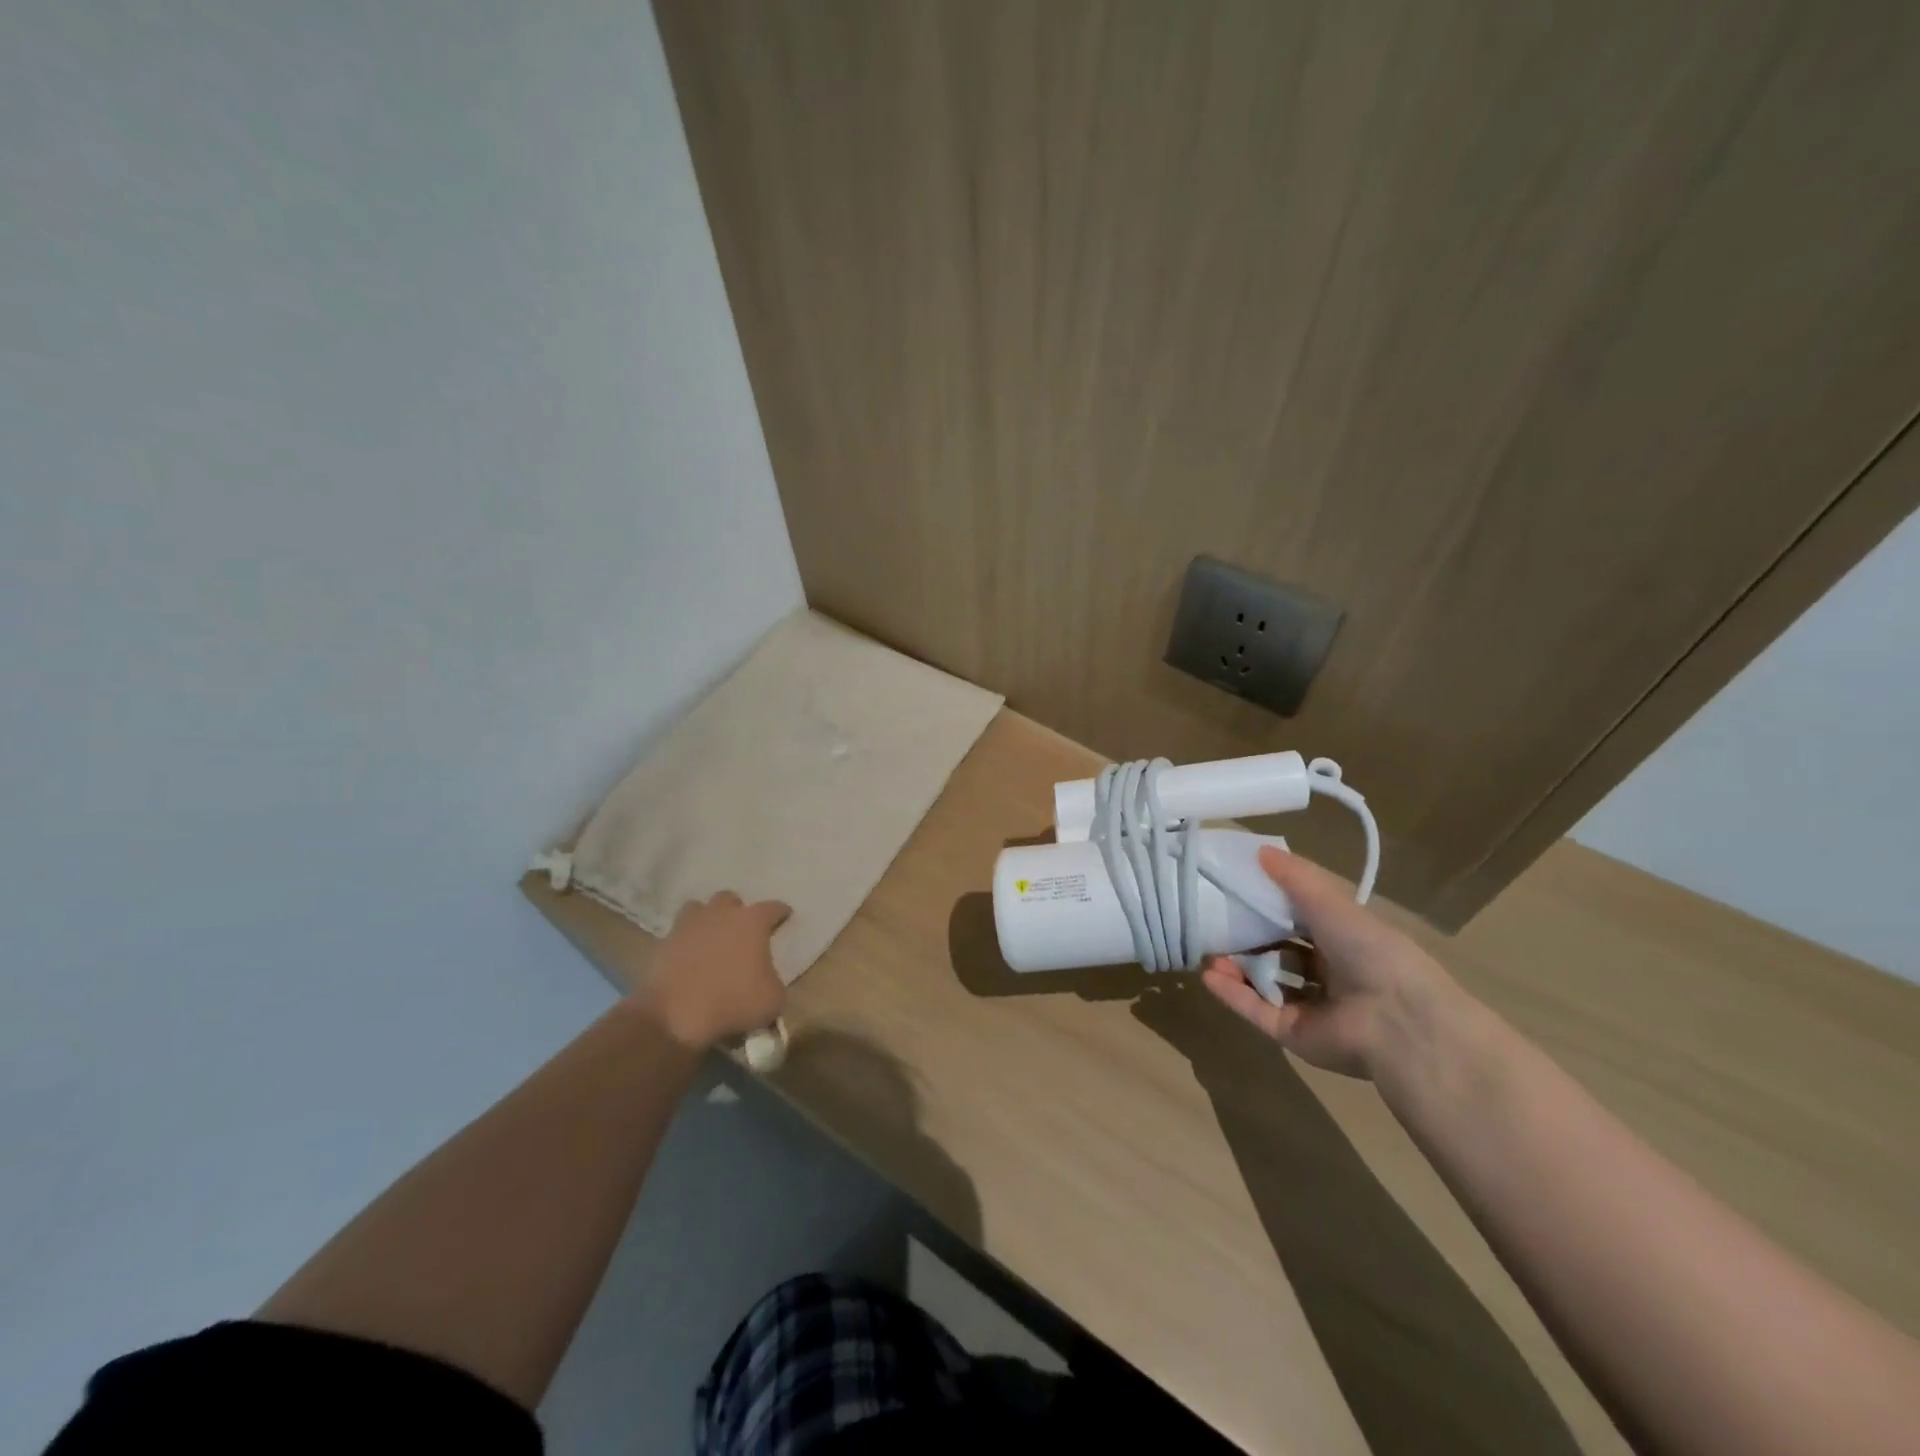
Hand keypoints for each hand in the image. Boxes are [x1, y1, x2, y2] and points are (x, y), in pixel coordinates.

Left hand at [637, 891, 790, 1050]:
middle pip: (730, 899)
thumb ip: (775, 980)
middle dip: (737, 911)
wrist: (675, 1016)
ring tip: (711, 936)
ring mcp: (688, 925)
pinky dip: (686, 941)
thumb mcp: (773, 999)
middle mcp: (720, 914)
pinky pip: (678, 933)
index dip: (781, 912)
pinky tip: (689, 956)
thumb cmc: (733, 1002)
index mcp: (752, 921)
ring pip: (699, 908)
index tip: (785, 917)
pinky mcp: (664, 943)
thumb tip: (767, 979)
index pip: (773, 907)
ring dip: (707, 918)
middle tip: (742, 930)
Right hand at [1200, 846, 1458, 1079]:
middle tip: (1216, 923)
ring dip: (1235, 967)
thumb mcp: (1330, 902)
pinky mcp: (1294, 1034)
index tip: (1236, 890)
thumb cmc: (1370, 951)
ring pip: (1265, 984)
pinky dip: (1232, 994)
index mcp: (1346, 942)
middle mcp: (1330, 974)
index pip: (1301, 922)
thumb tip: (1259, 850)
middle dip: (1248, 940)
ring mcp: (1311, 1007)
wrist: (1397, 1021)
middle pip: (1279, 954)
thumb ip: (1294, 878)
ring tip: (1208, 951)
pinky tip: (1208, 974)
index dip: (1270, 907)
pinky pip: (1257, 1011)